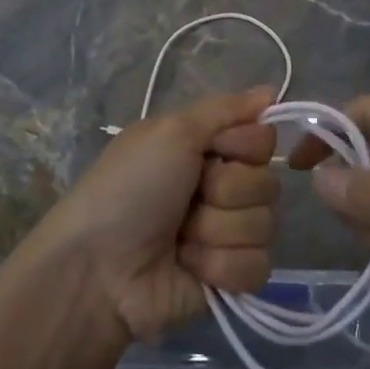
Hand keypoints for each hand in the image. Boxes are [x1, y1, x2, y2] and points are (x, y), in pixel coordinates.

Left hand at [27, 88, 277, 342]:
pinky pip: (257, 267)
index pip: (262, 140)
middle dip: (226, 193)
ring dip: (217, 231)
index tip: (213, 151)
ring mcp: (226, 234)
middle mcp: (221, 186)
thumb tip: (270, 90)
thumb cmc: (130, 187)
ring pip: (264, 226)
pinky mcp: (229, 278)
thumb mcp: (170, 131)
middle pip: (267, 184)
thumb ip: (224, 109)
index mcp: (206, 148)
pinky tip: (189, 267)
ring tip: (179, 239)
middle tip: (188, 200)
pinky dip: (220, 266)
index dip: (244, 146)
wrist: (99, 268)